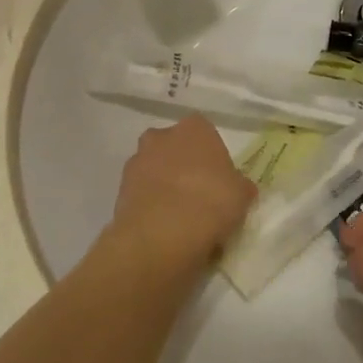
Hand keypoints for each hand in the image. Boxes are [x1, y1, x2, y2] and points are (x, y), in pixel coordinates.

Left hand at [106, 115, 255, 272]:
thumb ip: (240, 186)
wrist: (162, 234)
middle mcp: (162, 135)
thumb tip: (240, 188)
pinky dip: (150, 205)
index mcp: (195, 128)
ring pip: (155, 169)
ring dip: (163, 185)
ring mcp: (137, 160)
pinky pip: (141, 193)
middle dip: (183, 165)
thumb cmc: (211, 202)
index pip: (205, 133)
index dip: (212, 156)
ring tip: (179, 217)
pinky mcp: (120, 188)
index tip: (219, 180)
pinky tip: (163, 228)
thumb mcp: (241, 195)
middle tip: (198, 195)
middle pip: (175, 147)